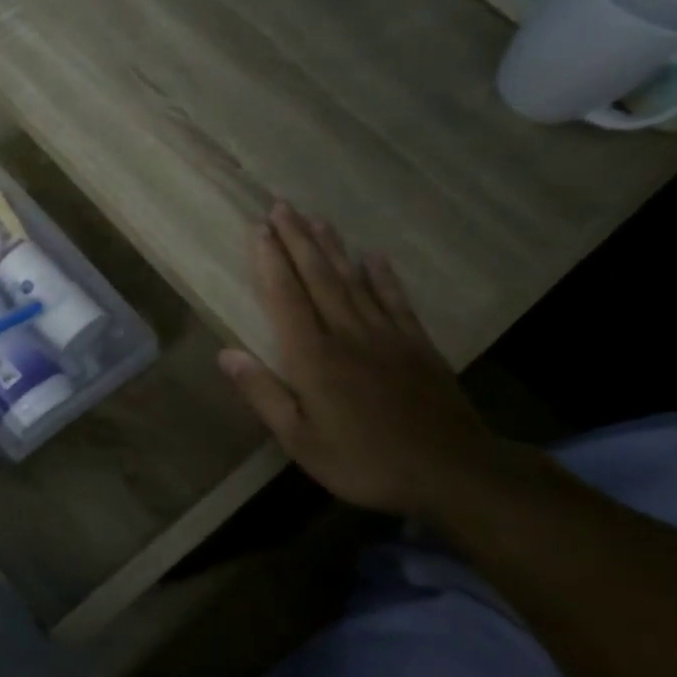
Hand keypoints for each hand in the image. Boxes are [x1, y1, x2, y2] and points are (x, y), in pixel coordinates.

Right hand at [218, 203, 514, 517]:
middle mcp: (347, 334)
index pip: (286, 298)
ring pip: (354, 280)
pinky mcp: (417, 345)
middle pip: (319, 278)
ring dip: (333, 248)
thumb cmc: (363, 460)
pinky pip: (395, 300)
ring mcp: (386, 335)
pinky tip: (374, 256)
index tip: (259, 229)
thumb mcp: (300, 440)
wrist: (450, 471)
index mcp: (313, 357)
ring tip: (317, 219)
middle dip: (298, 240)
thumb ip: (263, 394)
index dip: (271, 262)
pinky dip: (383, 276)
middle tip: (282, 206)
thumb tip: (226, 354)